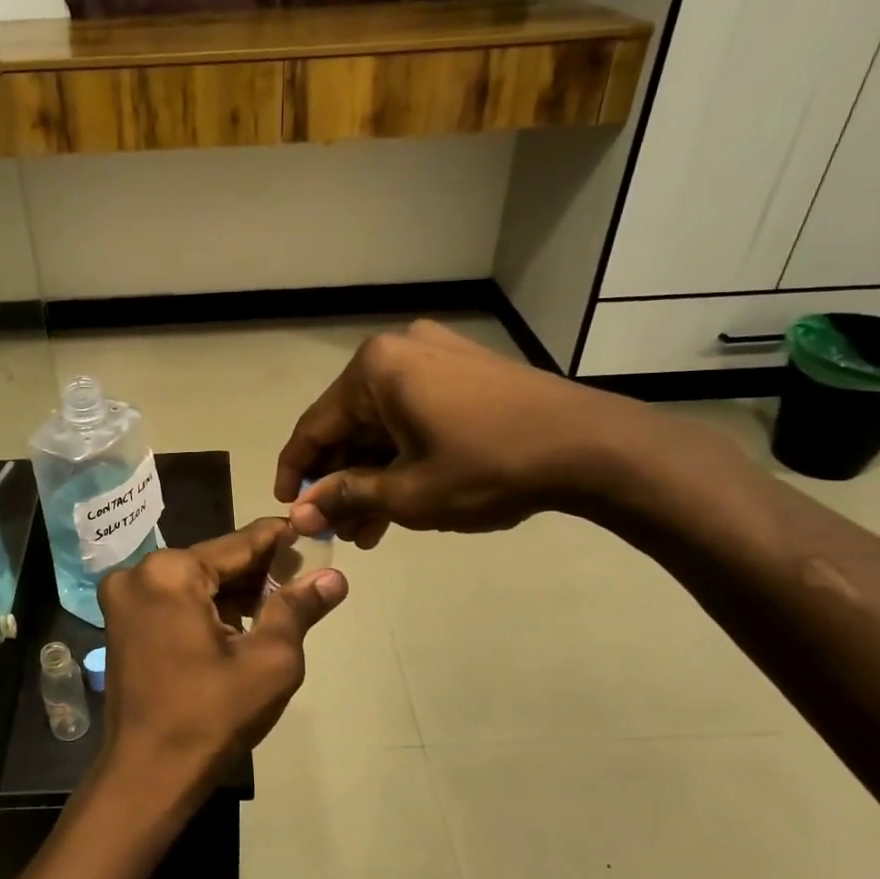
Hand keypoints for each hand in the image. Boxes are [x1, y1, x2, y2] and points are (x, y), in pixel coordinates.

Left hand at [97, 518, 347, 799]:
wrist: (147, 777)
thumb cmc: (211, 716)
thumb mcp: (269, 661)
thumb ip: (298, 609)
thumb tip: (334, 577)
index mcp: (170, 572)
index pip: (238, 544)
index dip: (279, 540)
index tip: (310, 531)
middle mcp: (139, 573)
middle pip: (214, 562)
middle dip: (258, 571)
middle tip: (303, 577)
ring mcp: (124, 599)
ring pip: (194, 582)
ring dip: (233, 592)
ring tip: (281, 603)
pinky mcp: (121, 623)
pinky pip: (174, 601)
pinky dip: (207, 608)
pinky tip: (241, 624)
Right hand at [274, 319, 655, 546]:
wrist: (593, 447)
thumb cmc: (489, 467)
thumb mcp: (409, 493)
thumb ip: (346, 497)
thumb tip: (299, 513)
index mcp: (375, 368)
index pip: (315, 425)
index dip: (296, 471)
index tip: (286, 508)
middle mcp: (401, 349)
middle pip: (351, 423)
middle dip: (342, 480)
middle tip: (338, 529)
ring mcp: (437, 355)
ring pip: (385, 422)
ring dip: (373, 474)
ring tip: (370, 529)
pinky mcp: (466, 370)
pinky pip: (416, 414)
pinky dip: (404, 454)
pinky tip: (402, 497)